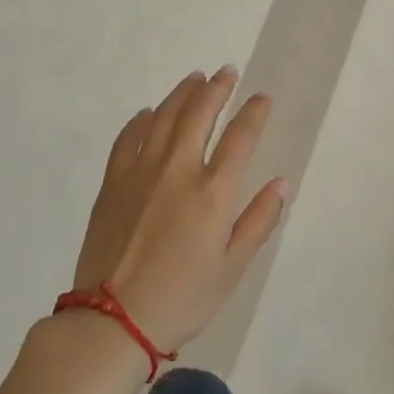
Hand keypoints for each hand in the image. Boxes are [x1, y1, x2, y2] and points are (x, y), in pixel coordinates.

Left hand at [67, 67, 285, 353]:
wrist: (113, 320)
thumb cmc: (183, 298)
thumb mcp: (233, 267)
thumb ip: (259, 220)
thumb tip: (280, 182)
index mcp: (213, 192)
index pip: (240, 137)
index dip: (254, 112)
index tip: (262, 97)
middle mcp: (178, 170)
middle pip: (199, 114)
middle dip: (217, 89)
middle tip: (227, 72)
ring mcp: (140, 172)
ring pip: (164, 117)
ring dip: (182, 94)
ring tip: (195, 78)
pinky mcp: (112, 183)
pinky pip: (128, 138)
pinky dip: (141, 120)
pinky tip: (148, 112)